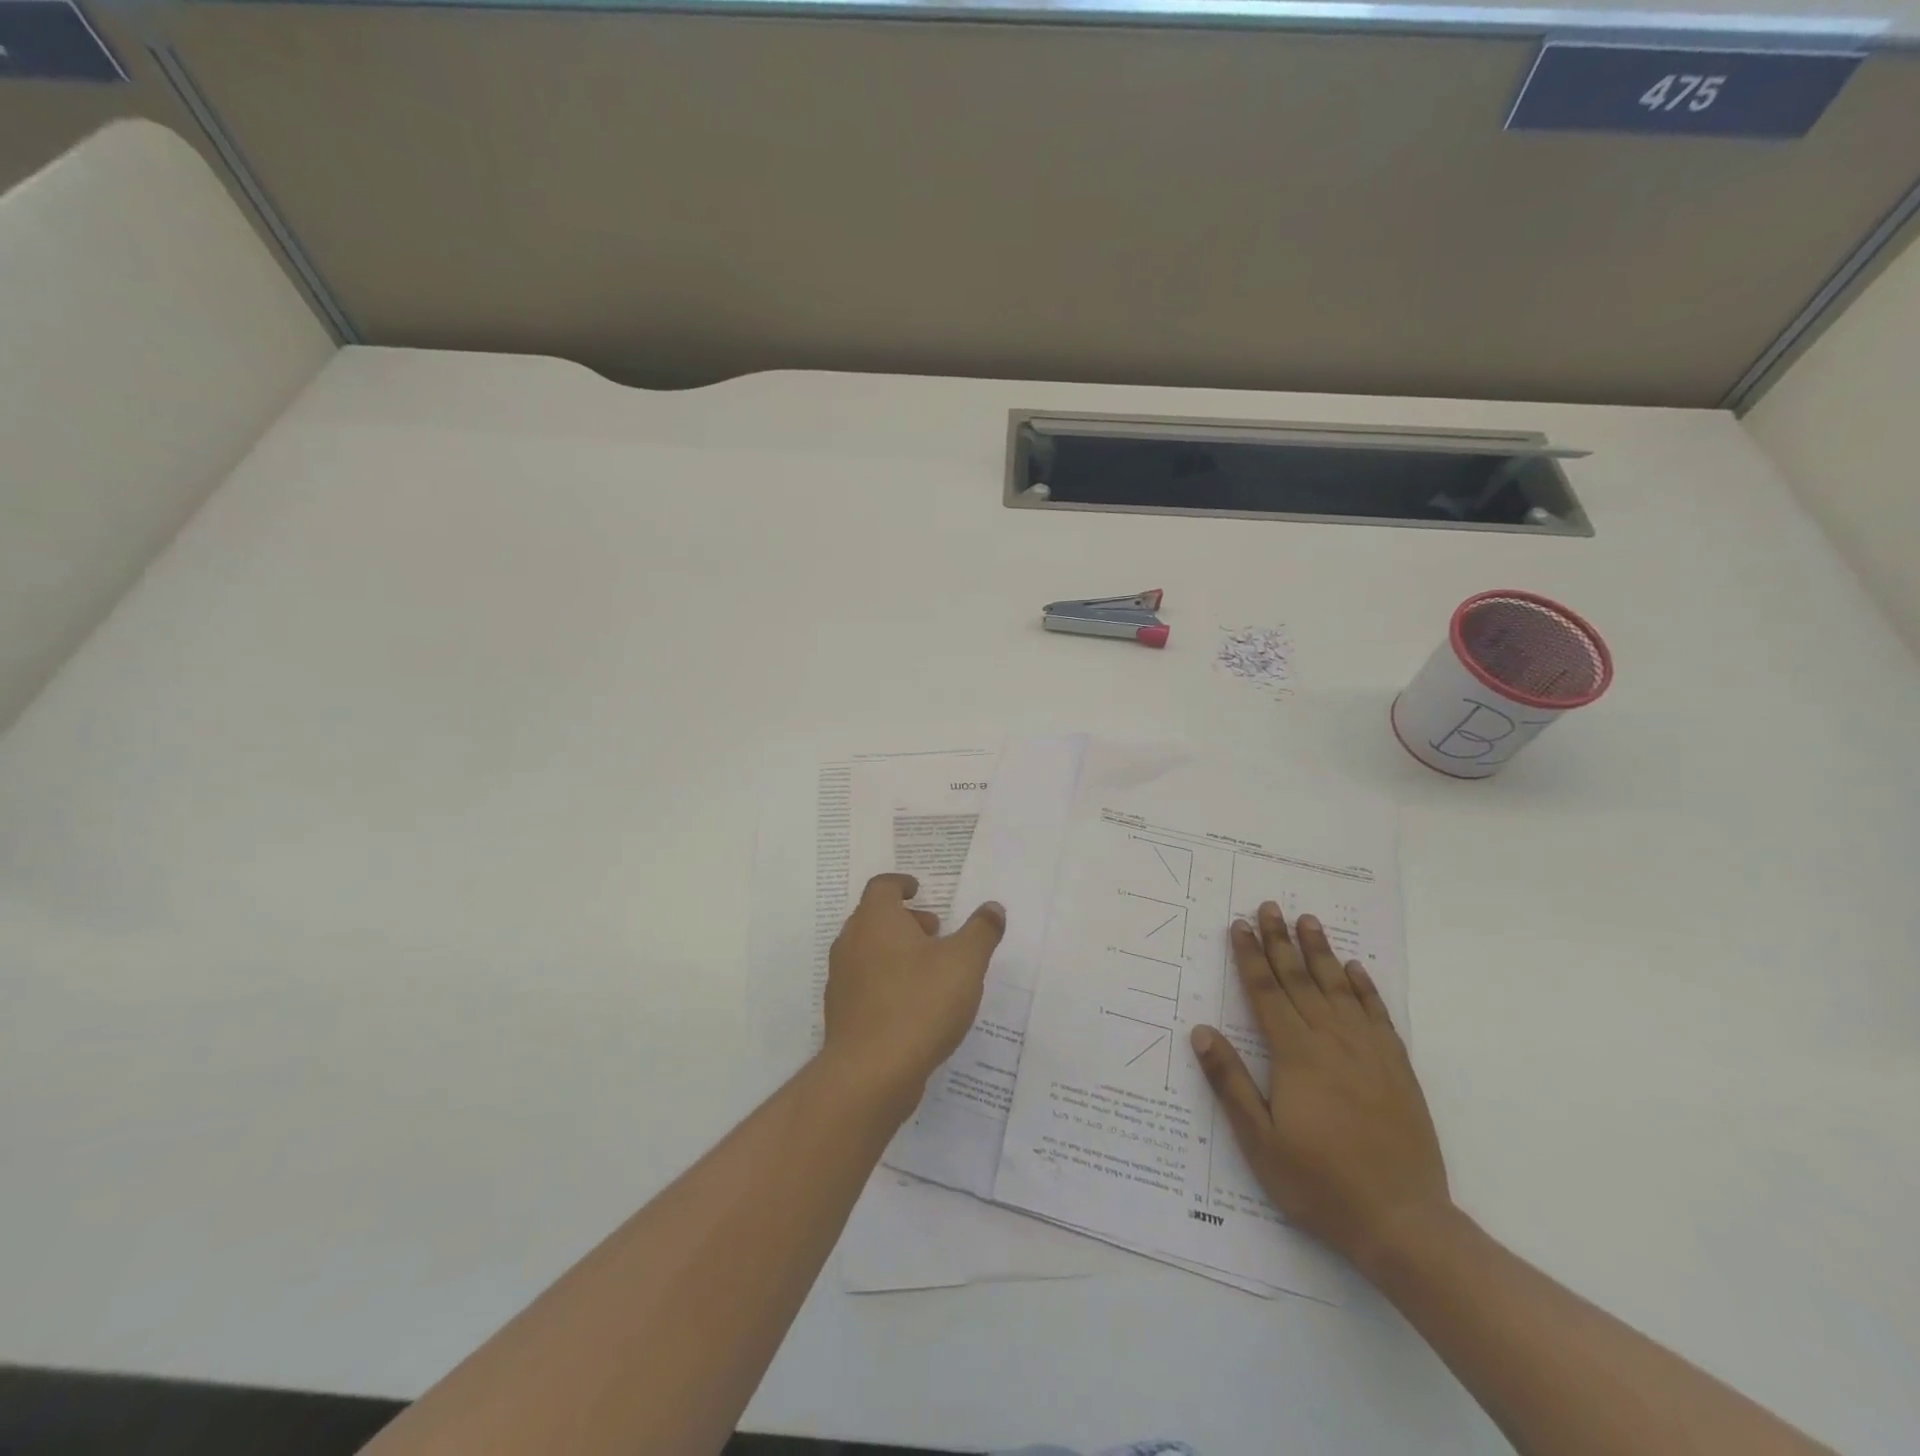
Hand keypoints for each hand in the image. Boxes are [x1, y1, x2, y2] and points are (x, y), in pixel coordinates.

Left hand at [822, 874, 1005, 1116]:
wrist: (871, 1072)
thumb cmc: (920, 1002)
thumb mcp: (965, 962)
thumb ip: (981, 931)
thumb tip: (993, 908)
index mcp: (875, 920)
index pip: (882, 886)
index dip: (901, 884)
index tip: (920, 890)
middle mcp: (851, 943)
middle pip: (874, 918)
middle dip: (906, 920)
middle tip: (935, 932)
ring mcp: (841, 980)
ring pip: (869, 952)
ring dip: (897, 952)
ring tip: (931, 971)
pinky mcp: (841, 1014)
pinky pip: (865, 984)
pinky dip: (887, 982)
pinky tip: (914, 1006)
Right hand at [1190, 902, 1450, 1273]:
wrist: (1403, 1222)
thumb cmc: (1320, 1183)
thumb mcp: (1260, 1141)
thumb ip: (1230, 1082)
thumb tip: (1202, 1031)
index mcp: (1295, 1055)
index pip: (1266, 992)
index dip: (1250, 956)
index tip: (1239, 925)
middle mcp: (1331, 1041)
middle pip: (1300, 980)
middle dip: (1281, 941)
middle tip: (1269, 906)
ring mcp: (1369, 1053)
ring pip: (1339, 989)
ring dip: (1321, 952)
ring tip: (1309, 920)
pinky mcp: (1396, 1069)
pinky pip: (1378, 1016)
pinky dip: (1365, 988)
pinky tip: (1356, 969)